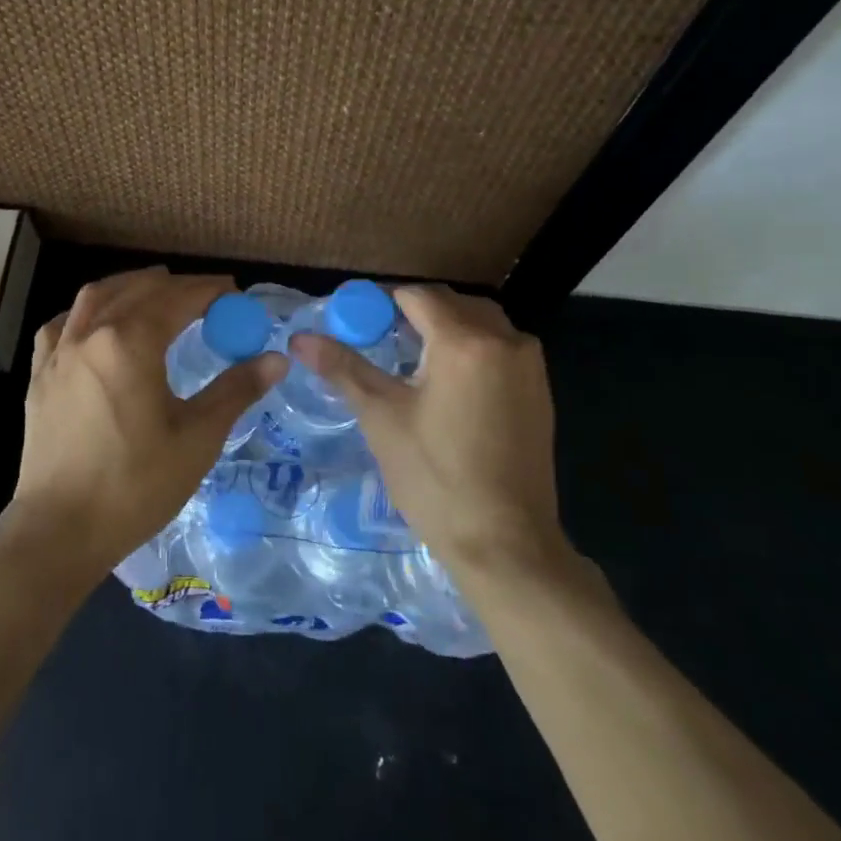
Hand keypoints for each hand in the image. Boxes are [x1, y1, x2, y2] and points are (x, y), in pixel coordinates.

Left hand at [9, 267, 286, 582]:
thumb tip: (277, 359)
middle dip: (176, 286)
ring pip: (96, 296)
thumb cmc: (135, 485)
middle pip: (139, 289)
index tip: (234, 294)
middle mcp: (91, 333)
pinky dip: (87, 311)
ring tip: (157, 294)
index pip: (178, 298)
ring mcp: (59, 352)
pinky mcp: (40, 374)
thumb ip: (236, 390)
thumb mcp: (197, 438)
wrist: (59, 530)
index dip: (210, 291)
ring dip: (131, 287)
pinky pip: (63, 323)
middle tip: (206, 298)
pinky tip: (97, 323)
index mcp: (131, 341)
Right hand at [290, 285, 574, 581]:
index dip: (383, 302)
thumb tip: (300, 338)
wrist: (507, 545)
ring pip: (480, 322)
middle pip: (452, 303)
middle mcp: (505, 340)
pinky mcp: (541, 390)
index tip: (358, 320)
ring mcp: (529, 365)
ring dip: (446, 328)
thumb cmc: (435, 479)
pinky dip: (472, 348)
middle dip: (415, 313)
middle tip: (381, 340)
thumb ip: (343, 368)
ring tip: (412, 360)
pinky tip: (449, 383)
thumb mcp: (382, 418)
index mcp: (464, 341)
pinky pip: (500, 347)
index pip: (417, 295)